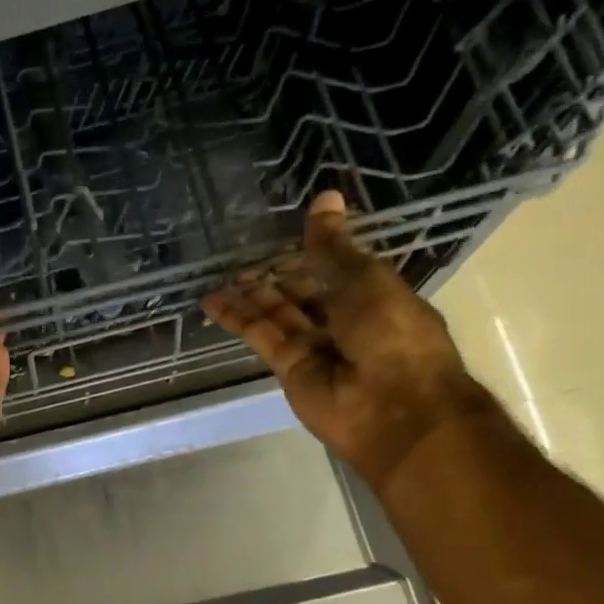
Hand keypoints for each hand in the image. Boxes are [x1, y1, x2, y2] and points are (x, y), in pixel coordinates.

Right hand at [201, 190, 497, 488]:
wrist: (392, 406)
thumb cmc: (392, 332)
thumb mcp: (364, 279)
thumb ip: (332, 246)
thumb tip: (324, 198)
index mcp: (374, 295)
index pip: (337, 268)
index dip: (312, 251)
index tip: (285, 231)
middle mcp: (344, 320)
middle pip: (303, 292)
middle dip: (277, 274)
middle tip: (242, 252)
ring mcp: (314, 346)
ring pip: (277, 313)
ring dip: (252, 294)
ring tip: (221, 273)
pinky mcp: (288, 367)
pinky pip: (260, 336)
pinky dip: (236, 319)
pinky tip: (212, 300)